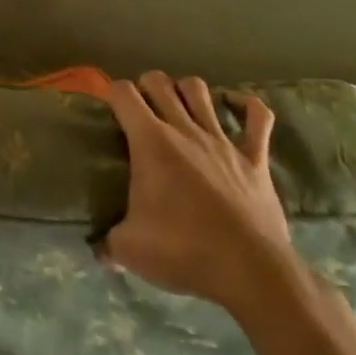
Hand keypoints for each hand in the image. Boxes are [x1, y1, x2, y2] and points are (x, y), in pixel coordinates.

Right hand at [101, 73, 295, 311]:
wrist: (251, 272)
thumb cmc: (184, 252)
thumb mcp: (130, 249)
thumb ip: (108, 243)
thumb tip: (98, 250)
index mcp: (150, 142)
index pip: (123, 93)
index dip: (113, 95)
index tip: (110, 111)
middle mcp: (184, 129)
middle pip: (160, 82)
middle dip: (146, 86)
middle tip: (141, 109)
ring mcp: (222, 141)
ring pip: (200, 90)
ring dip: (185, 91)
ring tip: (179, 106)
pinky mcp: (255, 158)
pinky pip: (258, 117)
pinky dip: (246, 105)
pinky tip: (233, 105)